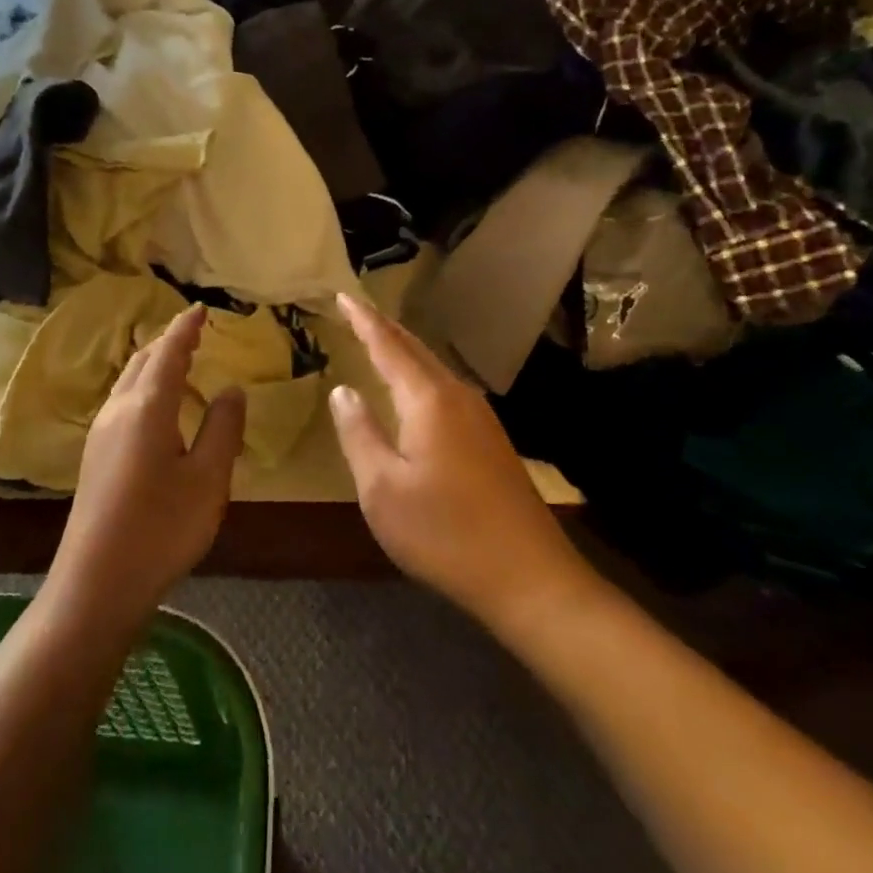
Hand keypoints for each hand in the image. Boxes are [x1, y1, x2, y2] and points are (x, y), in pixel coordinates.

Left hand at [47, 306, 245, 631]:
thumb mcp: (208, 479)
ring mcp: (101, 433)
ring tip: (179, 361)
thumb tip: (231, 389)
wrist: (96, 582)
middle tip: (194, 333)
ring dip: (153, 363)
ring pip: (128, 380)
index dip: (186, 328)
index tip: (201, 309)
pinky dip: (144, 386)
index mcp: (147, 407)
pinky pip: (122, 401)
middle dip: (168, 341)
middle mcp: (118, 410)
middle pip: (143, 360)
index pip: (169, 352)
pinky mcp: (95, 455)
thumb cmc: (161, 529)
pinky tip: (156, 406)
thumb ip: (223, 428)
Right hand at [328, 292, 604, 630]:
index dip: (363, 320)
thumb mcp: (382, 489)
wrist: (529, 578)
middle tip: (357, 311)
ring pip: (434, 370)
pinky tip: (415, 393)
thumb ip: (359, 433)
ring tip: (379, 343)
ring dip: (404, 352)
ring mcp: (481, 418)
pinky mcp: (492, 441)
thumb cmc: (444, 533)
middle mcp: (458, 397)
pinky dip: (420, 377)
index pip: (388, 346)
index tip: (343, 294)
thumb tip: (343, 390)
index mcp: (429, 400)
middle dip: (384, 328)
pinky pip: (446, 391)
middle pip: (415, 350)